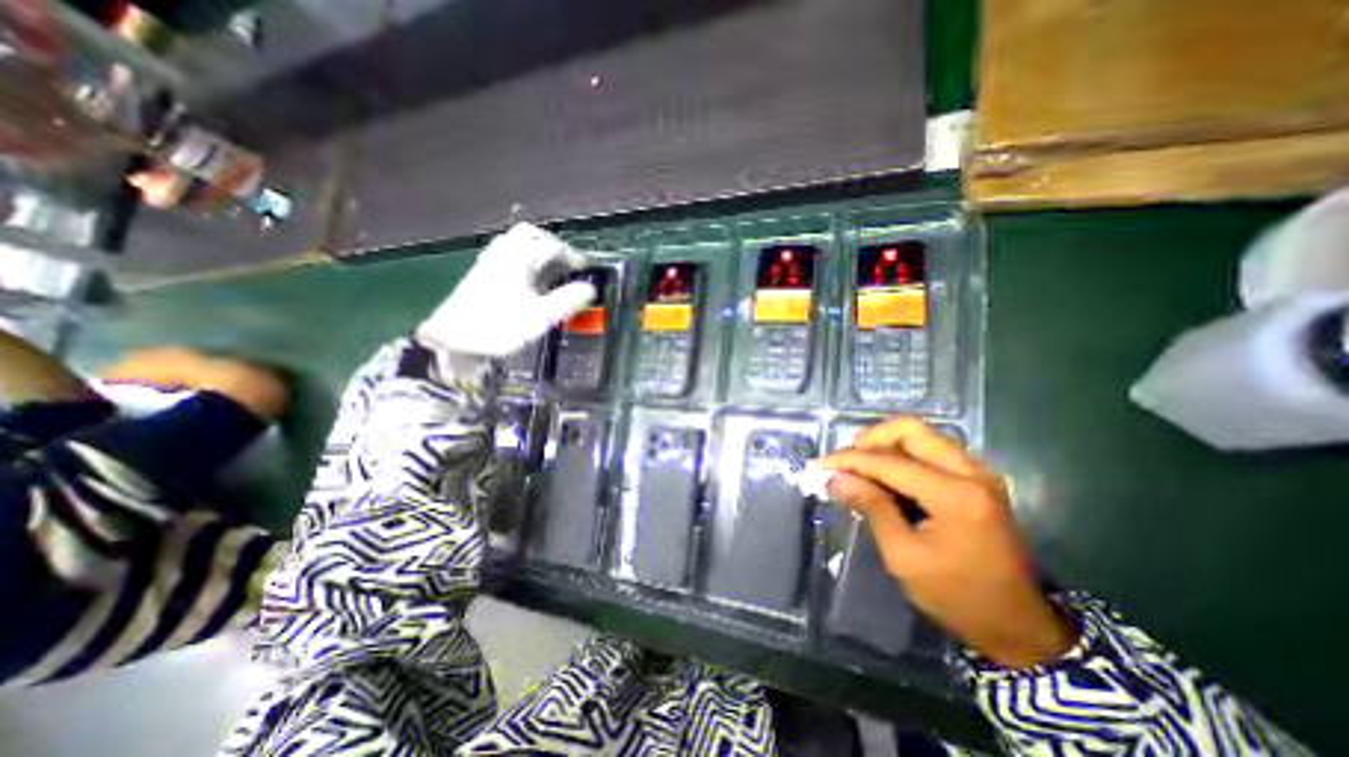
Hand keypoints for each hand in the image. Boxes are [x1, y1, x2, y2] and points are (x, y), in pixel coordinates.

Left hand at [417, 223, 593, 358]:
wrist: (452, 339)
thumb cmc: (499, 327)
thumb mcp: (541, 317)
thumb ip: (567, 301)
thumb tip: (591, 289)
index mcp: (519, 258)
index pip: (553, 246)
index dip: (573, 257)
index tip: (585, 270)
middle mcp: (503, 253)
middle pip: (530, 235)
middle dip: (553, 246)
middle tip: (567, 265)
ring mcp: (489, 261)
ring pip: (516, 243)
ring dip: (537, 251)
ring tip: (551, 272)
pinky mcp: (481, 273)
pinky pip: (507, 254)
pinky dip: (523, 260)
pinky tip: (528, 280)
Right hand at [815, 417, 1081, 669]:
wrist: (1018, 626)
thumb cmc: (957, 597)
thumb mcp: (904, 557)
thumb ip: (871, 508)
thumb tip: (836, 479)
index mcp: (955, 495)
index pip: (889, 461)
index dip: (849, 460)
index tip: (819, 465)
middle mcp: (971, 472)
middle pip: (911, 429)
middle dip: (870, 439)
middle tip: (845, 461)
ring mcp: (978, 472)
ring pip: (921, 435)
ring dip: (885, 445)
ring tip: (860, 467)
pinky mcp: (976, 479)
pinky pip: (931, 450)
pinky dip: (902, 454)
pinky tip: (885, 475)